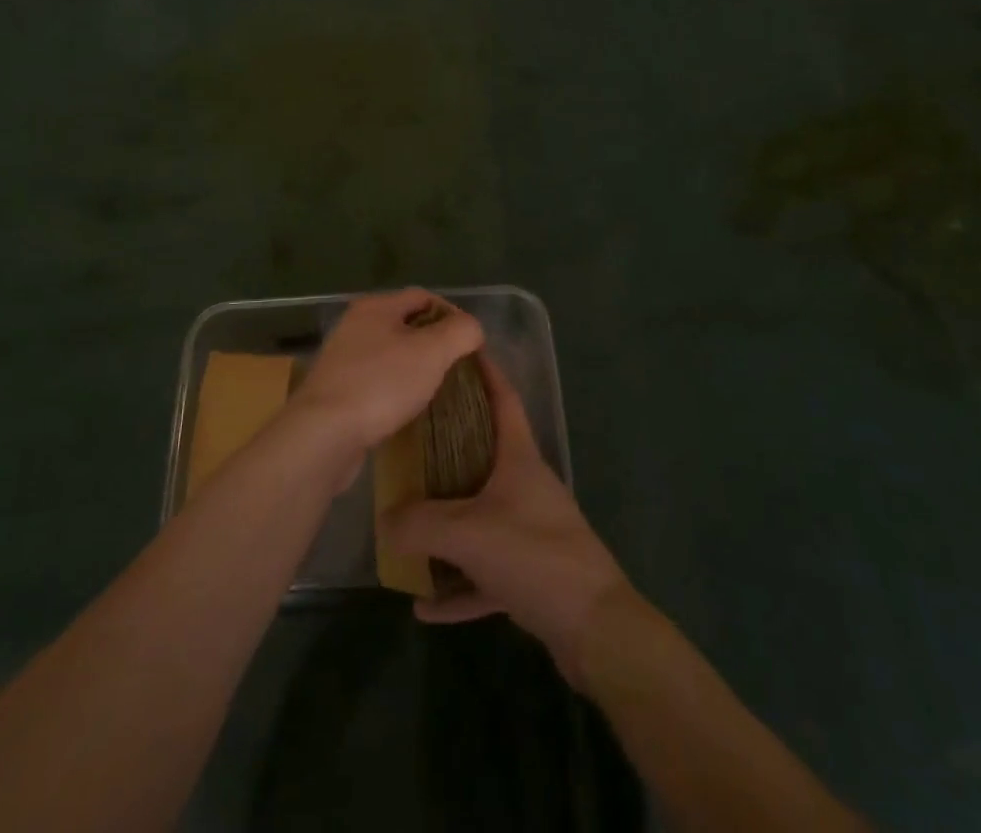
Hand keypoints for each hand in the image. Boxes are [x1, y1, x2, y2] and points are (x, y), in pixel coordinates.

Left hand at [293, 288, 483, 456]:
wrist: (323, 434)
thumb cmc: (381, 385)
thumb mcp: (432, 352)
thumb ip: (460, 332)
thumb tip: (472, 328)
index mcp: (375, 306)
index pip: (424, 296)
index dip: (453, 314)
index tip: (472, 343)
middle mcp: (355, 325)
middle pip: (406, 324)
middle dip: (435, 342)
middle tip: (458, 367)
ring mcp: (343, 358)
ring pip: (391, 354)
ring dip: (416, 368)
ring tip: (438, 389)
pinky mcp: (337, 390)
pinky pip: (377, 381)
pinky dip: (396, 389)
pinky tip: (408, 409)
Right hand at [385, 355, 628, 684]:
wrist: (596, 629)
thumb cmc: (535, 556)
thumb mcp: (469, 533)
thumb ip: (420, 524)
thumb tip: (384, 519)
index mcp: (519, 459)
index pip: (503, 399)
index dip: (485, 372)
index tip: (462, 351)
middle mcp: (525, 487)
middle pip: (484, 455)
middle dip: (449, 446)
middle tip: (410, 439)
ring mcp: (530, 531)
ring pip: (480, 516)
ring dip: (447, 526)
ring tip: (407, 527)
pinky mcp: (531, 575)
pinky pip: (484, 573)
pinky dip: (457, 586)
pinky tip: (424, 605)